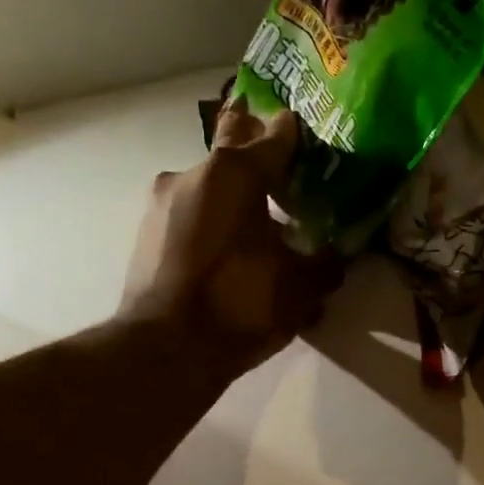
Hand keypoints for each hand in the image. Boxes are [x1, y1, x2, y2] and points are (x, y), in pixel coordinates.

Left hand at [120, 99, 340, 379]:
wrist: (165, 350)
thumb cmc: (240, 304)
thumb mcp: (300, 288)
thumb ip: (325, 264)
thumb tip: (336, 256)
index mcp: (234, 173)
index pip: (275, 134)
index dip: (298, 135)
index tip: (312, 142)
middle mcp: (193, 174)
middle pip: (234, 149)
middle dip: (259, 158)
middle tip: (286, 178)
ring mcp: (163, 202)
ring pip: (210, 186)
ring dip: (235, 200)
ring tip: (260, 234)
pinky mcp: (146, 232)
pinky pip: (190, 214)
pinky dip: (213, 225)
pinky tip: (231, 258)